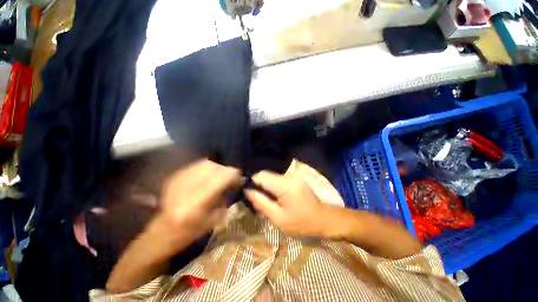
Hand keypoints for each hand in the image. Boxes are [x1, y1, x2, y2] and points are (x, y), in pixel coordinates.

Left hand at [158, 159, 241, 240]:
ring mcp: (177, 181)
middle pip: (211, 168)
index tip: (240, 176)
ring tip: (223, 174)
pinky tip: (211, 174)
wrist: (161, 233)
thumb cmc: (189, 233)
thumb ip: (223, 198)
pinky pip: (196, 166)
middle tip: (232, 175)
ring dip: (218, 167)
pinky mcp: (174, 178)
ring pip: (204, 164)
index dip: (231, 174)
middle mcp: (184, 189)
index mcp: (194, 205)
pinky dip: (208, 167)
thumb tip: (232, 181)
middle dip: (225, 170)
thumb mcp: (212, 221)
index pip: (217, 180)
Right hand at [245, 170, 329, 236]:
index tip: (250, 194)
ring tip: (268, 201)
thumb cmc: (302, 222)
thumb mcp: (279, 218)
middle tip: (258, 201)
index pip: (261, 175)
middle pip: (266, 175)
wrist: (324, 219)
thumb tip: (248, 191)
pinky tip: (276, 198)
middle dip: (259, 186)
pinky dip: (273, 187)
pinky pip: (278, 180)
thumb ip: (262, 203)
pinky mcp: (295, 179)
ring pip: (272, 177)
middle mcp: (288, 176)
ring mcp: (293, 177)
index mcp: (284, 185)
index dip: (252, 183)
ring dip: (266, 187)